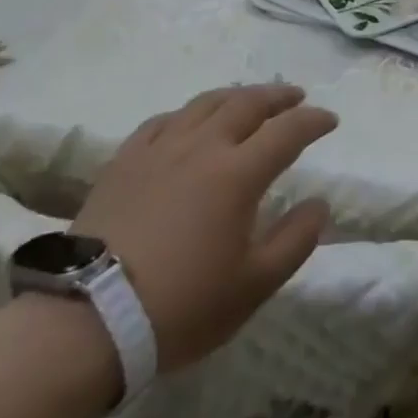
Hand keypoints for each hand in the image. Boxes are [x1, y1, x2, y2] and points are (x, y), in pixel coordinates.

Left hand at [72, 84, 336, 371]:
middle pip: (247, 104)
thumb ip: (295, 240)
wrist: (87, 322)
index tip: (330, 120)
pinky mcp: (124, 161)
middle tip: (296, 96)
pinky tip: (188, 122)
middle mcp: (202, 147)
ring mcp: (159, 150)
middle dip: (278, 96)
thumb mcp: (253, 286)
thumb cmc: (180, 306)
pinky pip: (162, 122)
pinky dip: (187, 114)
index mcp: (238, 173)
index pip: (288, 131)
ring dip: (236, 96)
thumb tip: (319, 204)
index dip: (314, 121)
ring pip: (205, 104)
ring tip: (249, 99)